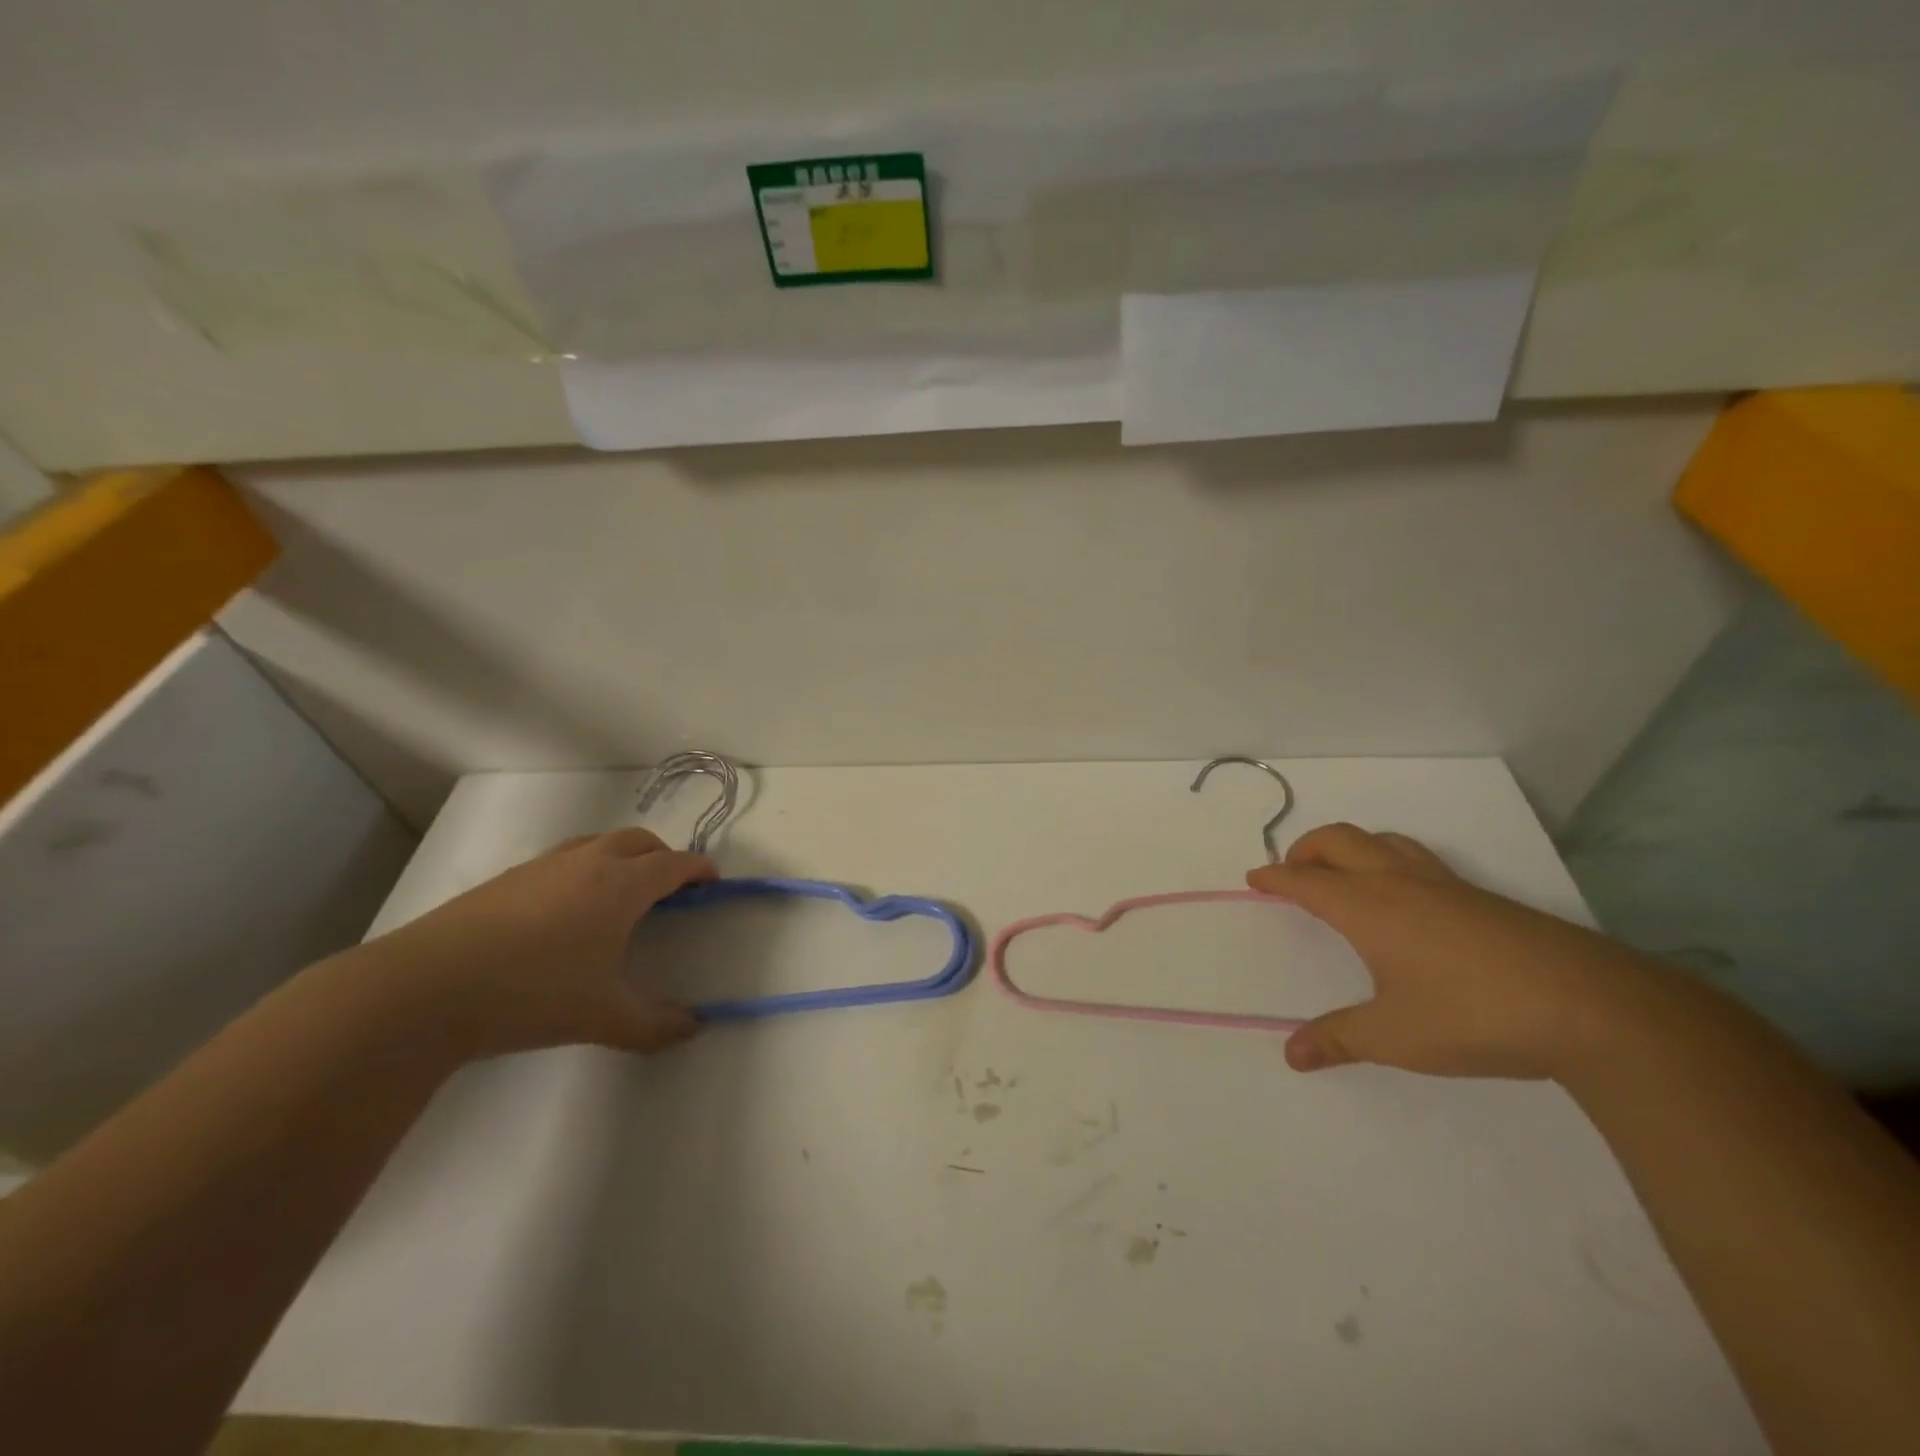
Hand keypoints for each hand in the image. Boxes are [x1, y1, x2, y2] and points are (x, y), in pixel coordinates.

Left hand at [365, 828, 715, 1060]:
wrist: (425, 989)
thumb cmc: (532, 993)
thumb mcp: (603, 1017)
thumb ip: (655, 1024)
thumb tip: (693, 1028)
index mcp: (621, 885)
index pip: (674, 864)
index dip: (699, 870)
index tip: (712, 883)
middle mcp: (588, 862)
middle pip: (639, 841)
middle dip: (662, 858)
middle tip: (670, 889)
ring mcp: (543, 866)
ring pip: (598, 844)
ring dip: (621, 858)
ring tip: (619, 895)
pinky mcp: (507, 879)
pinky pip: (563, 860)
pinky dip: (583, 870)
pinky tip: (565, 912)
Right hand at [1247, 824, 1664, 1080]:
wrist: (1592, 1007)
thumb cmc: (1473, 1016)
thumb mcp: (1394, 1036)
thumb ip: (1339, 1040)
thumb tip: (1292, 1055)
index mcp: (1367, 907)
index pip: (1305, 880)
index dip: (1274, 877)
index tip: (1254, 878)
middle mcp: (1399, 883)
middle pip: (1339, 840)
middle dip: (1306, 849)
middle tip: (1292, 872)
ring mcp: (1445, 885)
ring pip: (1383, 841)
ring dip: (1350, 848)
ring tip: (1343, 875)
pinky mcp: (1483, 898)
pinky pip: (1418, 859)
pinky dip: (1390, 862)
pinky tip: (1407, 902)